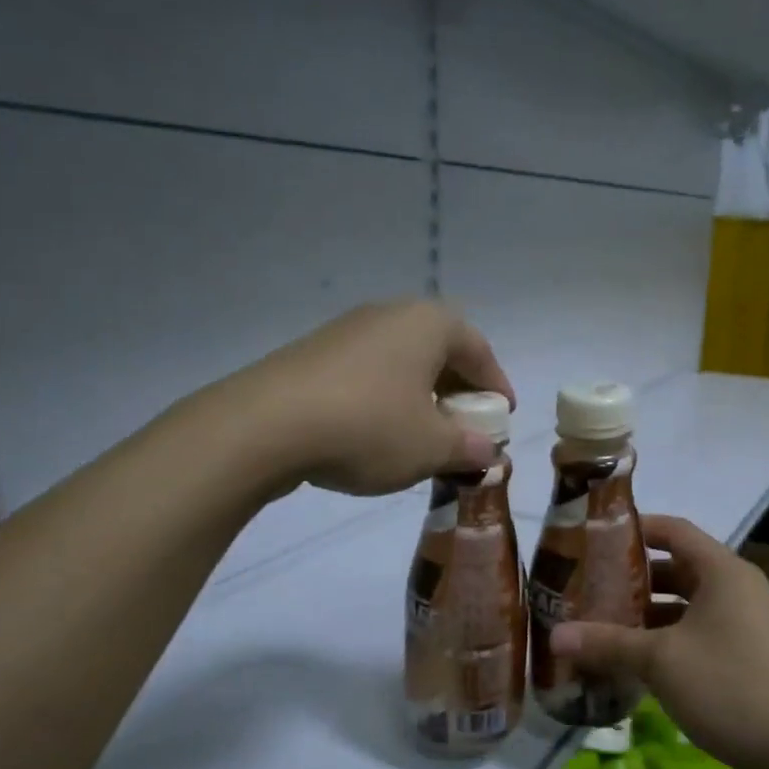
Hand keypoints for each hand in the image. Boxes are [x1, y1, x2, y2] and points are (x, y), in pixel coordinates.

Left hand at [231, 300, 515, 497]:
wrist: (266, 426)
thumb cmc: (369, 428)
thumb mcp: (431, 447)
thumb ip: (469, 448)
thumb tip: (489, 453)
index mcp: (428, 324)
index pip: (478, 350)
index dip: (496, 386)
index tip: (502, 418)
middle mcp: (389, 315)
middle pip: (438, 351)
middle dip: (457, 391)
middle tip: (466, 426)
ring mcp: (346, 331)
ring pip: (401, 363)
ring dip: (420, 396)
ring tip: (423, 435)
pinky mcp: (313, 355)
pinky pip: (367, 374)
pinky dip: (385, 399)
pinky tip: (377, 435)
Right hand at [549, 516, 768, 768]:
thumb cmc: (728, 686)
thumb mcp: (659, 661)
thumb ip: (607, 642)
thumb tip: (554, 636)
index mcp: (724, 572)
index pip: (674, 531)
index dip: (636, 529)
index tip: (596, 539)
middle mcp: (740, 591)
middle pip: (679, 570)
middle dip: (635, 580)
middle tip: (590, 590)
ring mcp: (749, 627)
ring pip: (689, 608)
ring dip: (650, 617)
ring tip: (604, 628)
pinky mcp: (750, 661)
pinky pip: (702, 637)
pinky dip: (670, 643)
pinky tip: (637, 665)